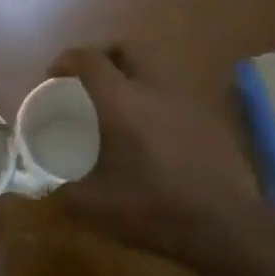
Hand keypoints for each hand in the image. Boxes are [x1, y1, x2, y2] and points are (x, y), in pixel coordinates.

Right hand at [51, 45, 271, 270]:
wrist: (225, 226)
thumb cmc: (153, 209)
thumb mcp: (94, 207)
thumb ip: (64, 192)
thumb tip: (49, 188)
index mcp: (121, 101)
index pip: (89, 59)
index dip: (65, 61)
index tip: (53, 78)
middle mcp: (155, 88)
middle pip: (127, 49)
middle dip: (103, 57)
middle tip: (88, 82)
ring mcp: (188, 100)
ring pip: (156, 68)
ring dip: (134, 76)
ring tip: (120, 106)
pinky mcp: (210, 118)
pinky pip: (176, 94)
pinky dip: (158, 100)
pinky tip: (153, 132)